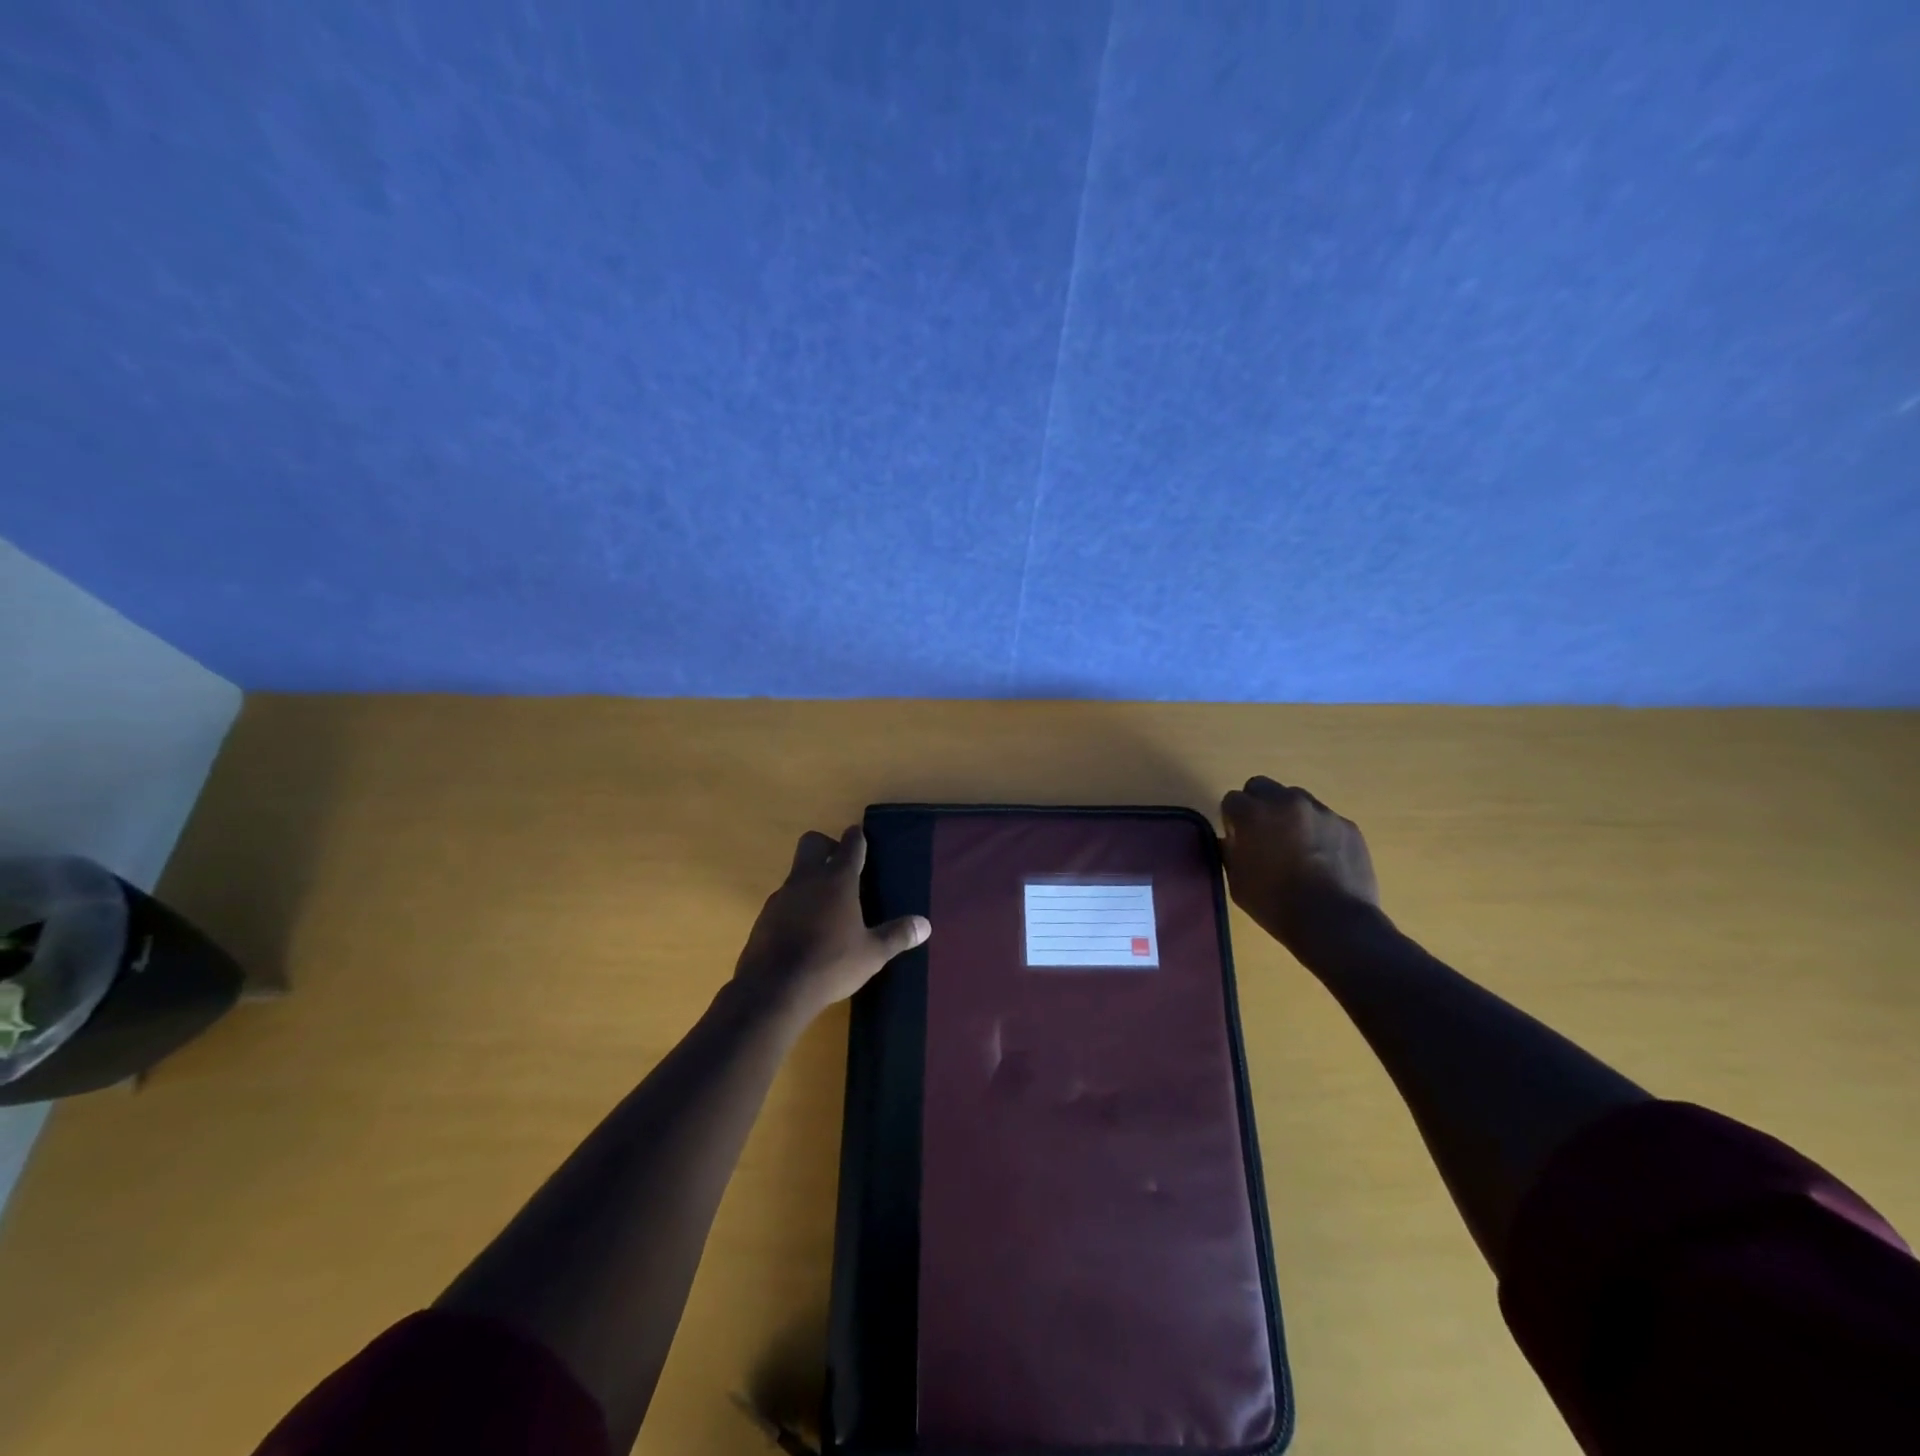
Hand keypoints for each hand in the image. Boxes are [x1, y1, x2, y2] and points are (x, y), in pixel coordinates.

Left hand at [733, 825, 930, 1020]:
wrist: (774, 989)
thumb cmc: (830, 964)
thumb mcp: (872, 954)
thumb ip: (897, 935)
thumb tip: (925, 925)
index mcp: (837, 879)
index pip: (850, 844)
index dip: (857, 838)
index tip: (861, 837)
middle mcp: (807, 878)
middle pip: (812, 842)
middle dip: (826, 846)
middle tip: (842, 867)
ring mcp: (782, 896)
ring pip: (796, 872)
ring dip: (811, 879)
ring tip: (827, 906)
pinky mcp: (764, 916)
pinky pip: (784, 900)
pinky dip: (796, 906)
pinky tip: (805, 930)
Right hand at [1220, 777, 1380, 950]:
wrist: (1334, 922)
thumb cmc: (1276, 905)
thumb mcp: (1237, 881)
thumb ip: (1230, 851)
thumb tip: (1232, 840)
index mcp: (1253, 814)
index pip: (1232, 800)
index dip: (1232, 820)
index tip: (1238, 839)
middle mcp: (1285, 802)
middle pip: (1261, 786)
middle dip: (1257, 805)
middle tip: (1263, 834)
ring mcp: (1320, 811)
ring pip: (1295, 799)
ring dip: (1288, 814)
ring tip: (1296, 846)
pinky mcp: (1347, 825)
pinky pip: (1324, 819)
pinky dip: (1317, 831)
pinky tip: (1322, 859)